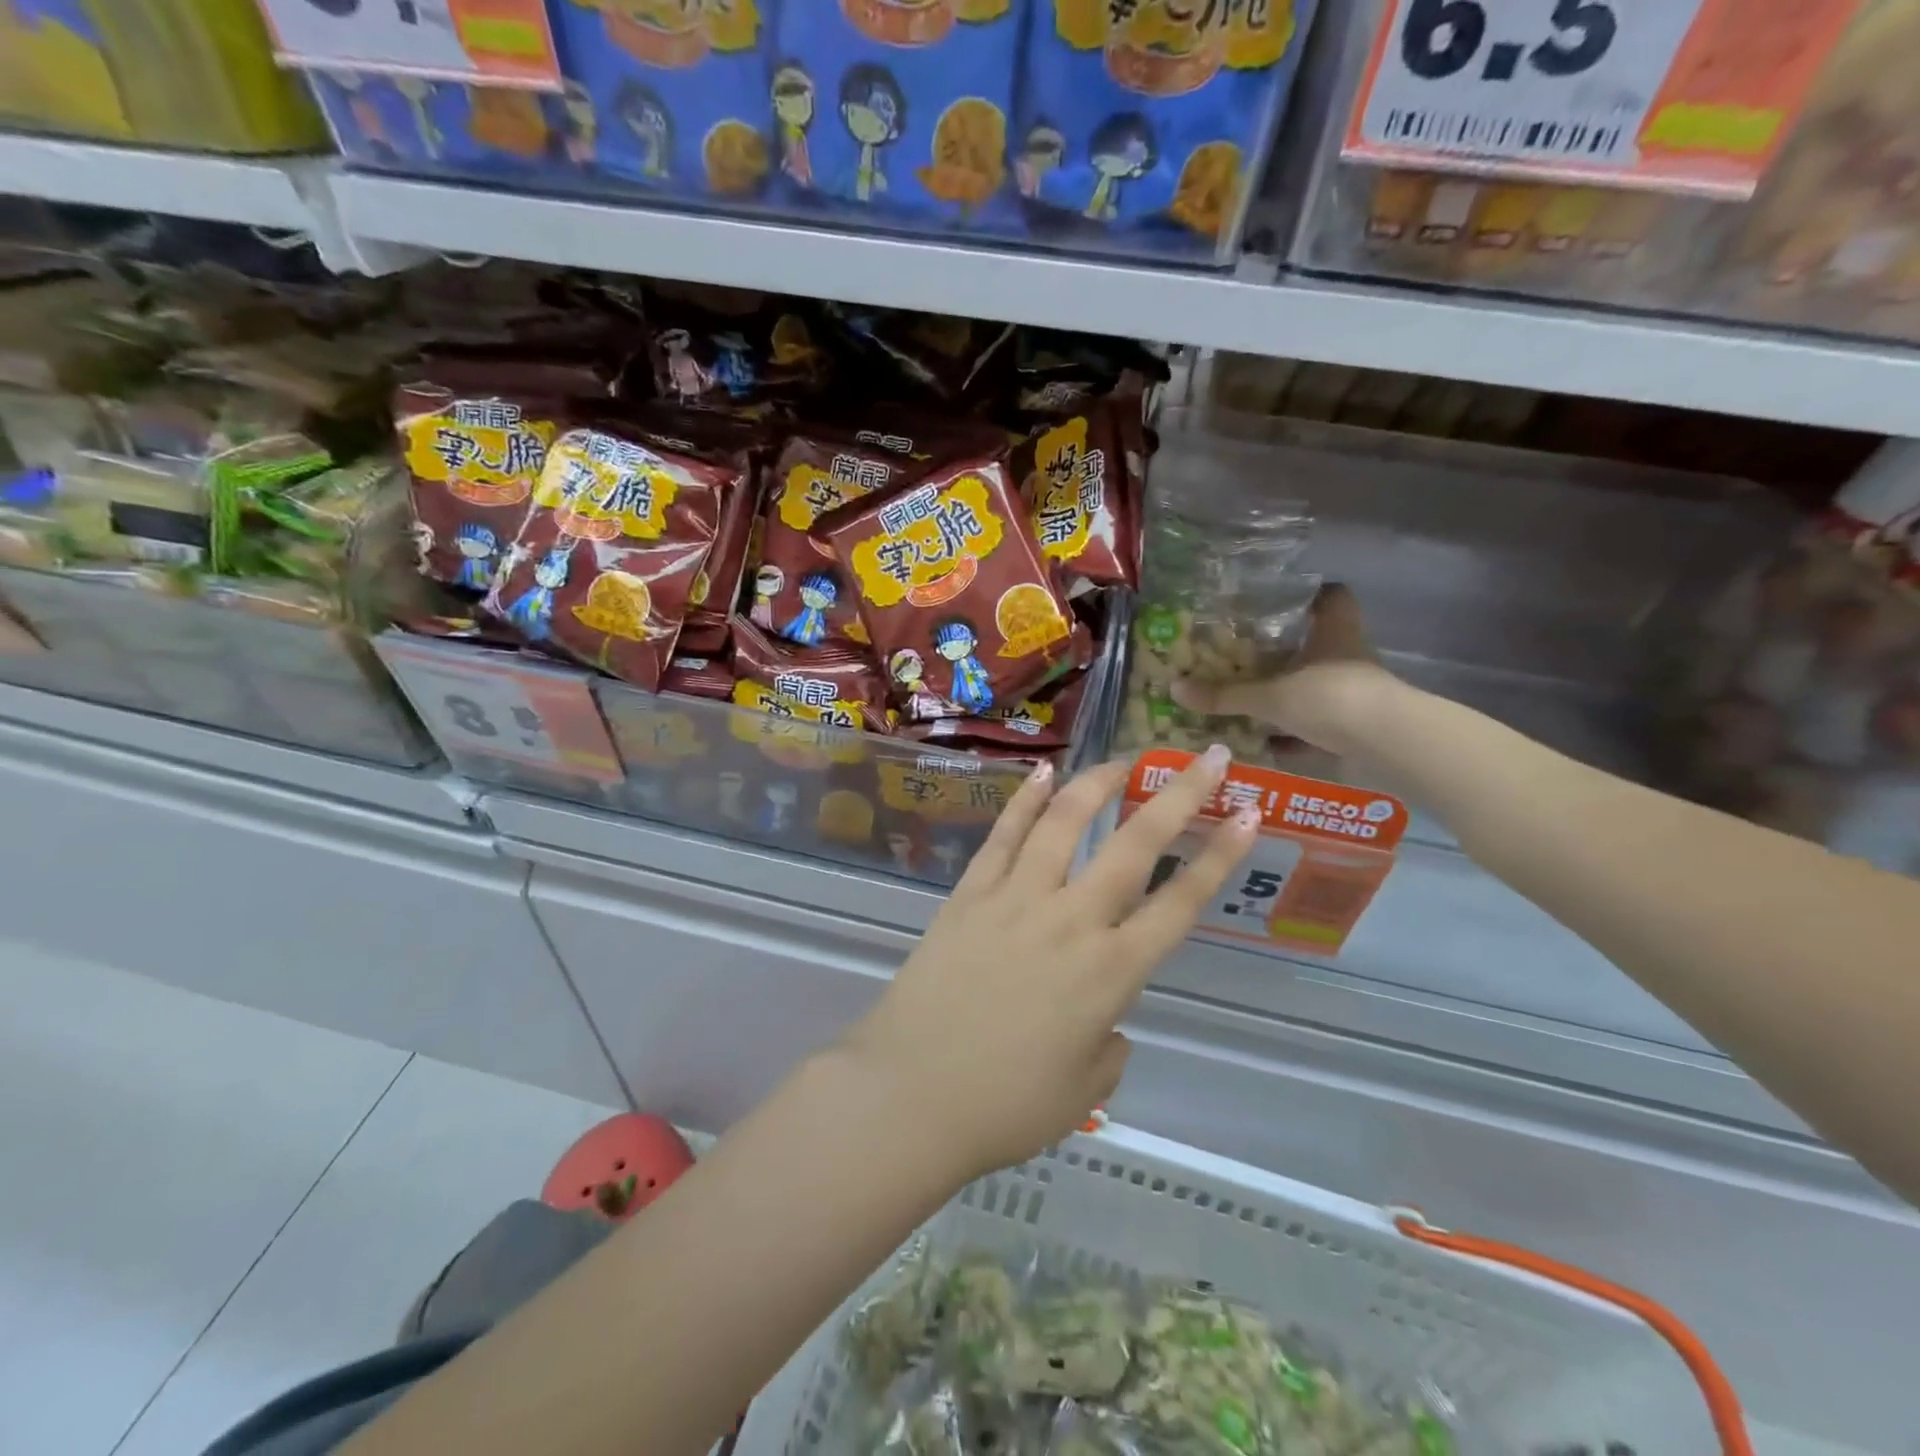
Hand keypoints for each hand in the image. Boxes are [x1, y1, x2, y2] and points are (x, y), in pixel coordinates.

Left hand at [838, 748, 1256, 1180]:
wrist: (909, 1095)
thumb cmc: (1004, 1108)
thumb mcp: (1082, 1093)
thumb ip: (1108, 1049)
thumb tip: (1106, 1024)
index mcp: (1111, 974)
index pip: (1180, 903)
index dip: (1219, 856)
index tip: (1248, 813)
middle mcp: (1071, 921)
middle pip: (1134, 845)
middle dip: (1179, 796)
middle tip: (1208, 758)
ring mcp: (1015, 899)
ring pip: (1064, 823)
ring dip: (1098, 784)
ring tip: (1123, 760)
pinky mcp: (969, 894)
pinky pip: (1003, 836)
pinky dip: (1025, 801)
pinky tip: (1043, 773)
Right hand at [1171, 584, 1391, 754]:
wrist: (1386, 742)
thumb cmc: (1330, 698)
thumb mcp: (1269, 696)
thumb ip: (1225, 695)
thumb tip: (1175, 689)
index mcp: (1333, 631)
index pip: (1332, 595)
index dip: (1311, 592)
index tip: (1283, 597)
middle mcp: (1348, 653)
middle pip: (1321, 640)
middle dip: (1290, 648)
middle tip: (1251, 652)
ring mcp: (1357, 689)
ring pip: (1321, 681)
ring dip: (1294, 689)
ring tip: (1254, 696)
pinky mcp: (1358, 721)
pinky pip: (1323, 719)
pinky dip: (1300, 729)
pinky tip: (1274, 742)